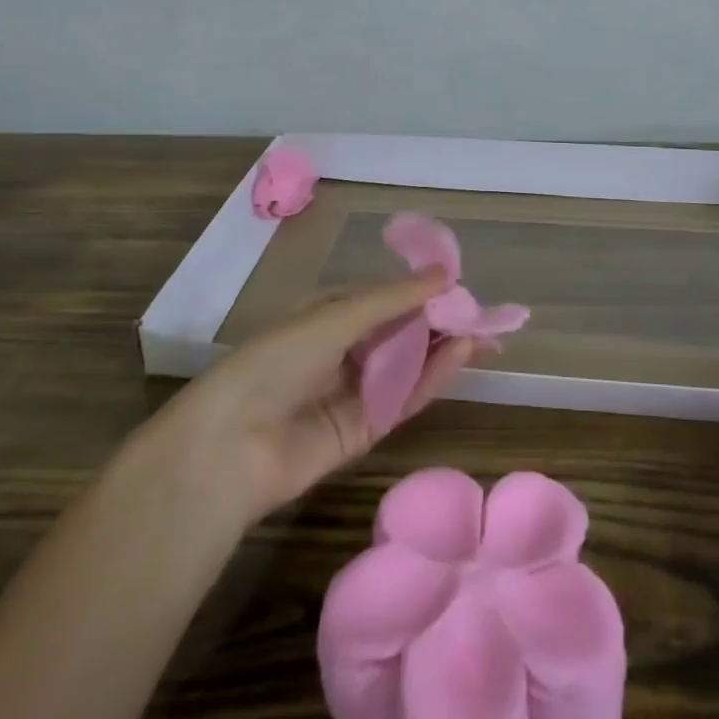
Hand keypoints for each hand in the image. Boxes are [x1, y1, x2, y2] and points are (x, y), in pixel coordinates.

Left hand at [148, 269, 476, 528]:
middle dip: (443, 321)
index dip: (423, 291)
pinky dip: (433, 377)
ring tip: (485, 334)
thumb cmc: (278, 360)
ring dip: (444, 348)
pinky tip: (462, 357)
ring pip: (409, 364)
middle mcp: (344, 349)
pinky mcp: (364, 429)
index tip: (461, 285)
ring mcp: (355, 390)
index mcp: (329, 314)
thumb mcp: (337, 317)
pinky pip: (404, 397)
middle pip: (404, 331)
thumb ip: (394, 300)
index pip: (387, 297)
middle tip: (487, 315)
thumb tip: (445, 272)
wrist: (231, 445)